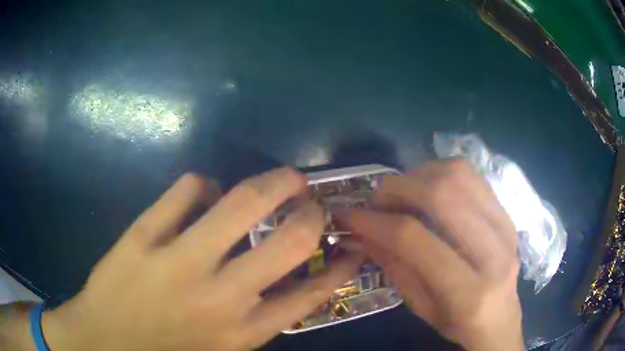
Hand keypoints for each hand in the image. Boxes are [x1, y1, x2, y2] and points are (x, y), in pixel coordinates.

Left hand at [40, 168, 361, 350]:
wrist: (106, 341)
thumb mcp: (224, 349)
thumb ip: (259, 317)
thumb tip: (290, 275)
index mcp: (242, 331)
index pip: (310, 294)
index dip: (339, 267)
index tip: (350, 246)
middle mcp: (219, 296)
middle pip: (289, 240)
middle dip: (313, 213)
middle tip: (313, 200)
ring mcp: (177, 261)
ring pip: (241, 201)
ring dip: (272, 182)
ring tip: (283, 178)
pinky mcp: (143, 235)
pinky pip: (188, 188)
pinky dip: (205, 183)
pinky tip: (204, 191)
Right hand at [339, 160, 522, 350]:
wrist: (500, 316)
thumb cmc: (457, 322)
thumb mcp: (418, 306)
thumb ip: (392, 265)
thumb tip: (358, 231)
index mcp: (468, 291)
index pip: (415, 240)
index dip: (375, 222)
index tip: (349, 215)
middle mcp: (494, 252)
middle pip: (441, 195)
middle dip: (397, 189)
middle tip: (376, 200)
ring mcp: (506, 225)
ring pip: (458, 176)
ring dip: (419, 175)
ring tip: (401, 192)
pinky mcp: (507, 213)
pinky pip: (472, 175)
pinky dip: (441, 172)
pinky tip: (428, 187)